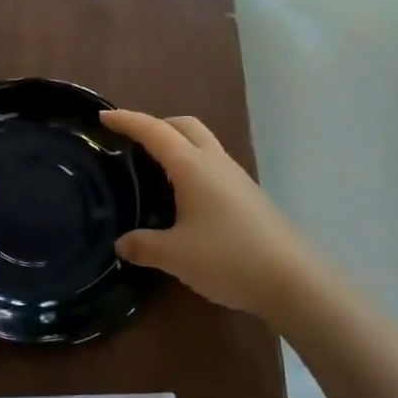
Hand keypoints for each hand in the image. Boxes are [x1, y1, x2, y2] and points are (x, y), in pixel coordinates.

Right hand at [102, 109, 317, 322]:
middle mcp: (215, 163)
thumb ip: (143, 246)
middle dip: (156, 124)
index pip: (154, 131)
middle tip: (132, 142)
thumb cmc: (229, 258)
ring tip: (154, 169)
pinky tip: (183, 198)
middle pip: (184, 126)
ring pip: (202, 144)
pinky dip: (192, 166)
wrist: (294, 281)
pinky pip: (213, 166)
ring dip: (177, 145)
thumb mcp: (175, 256)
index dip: (127, 121)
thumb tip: (121, 243)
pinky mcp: (248, 196)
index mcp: (192, 166)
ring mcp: (236, 178)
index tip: (103, 116)